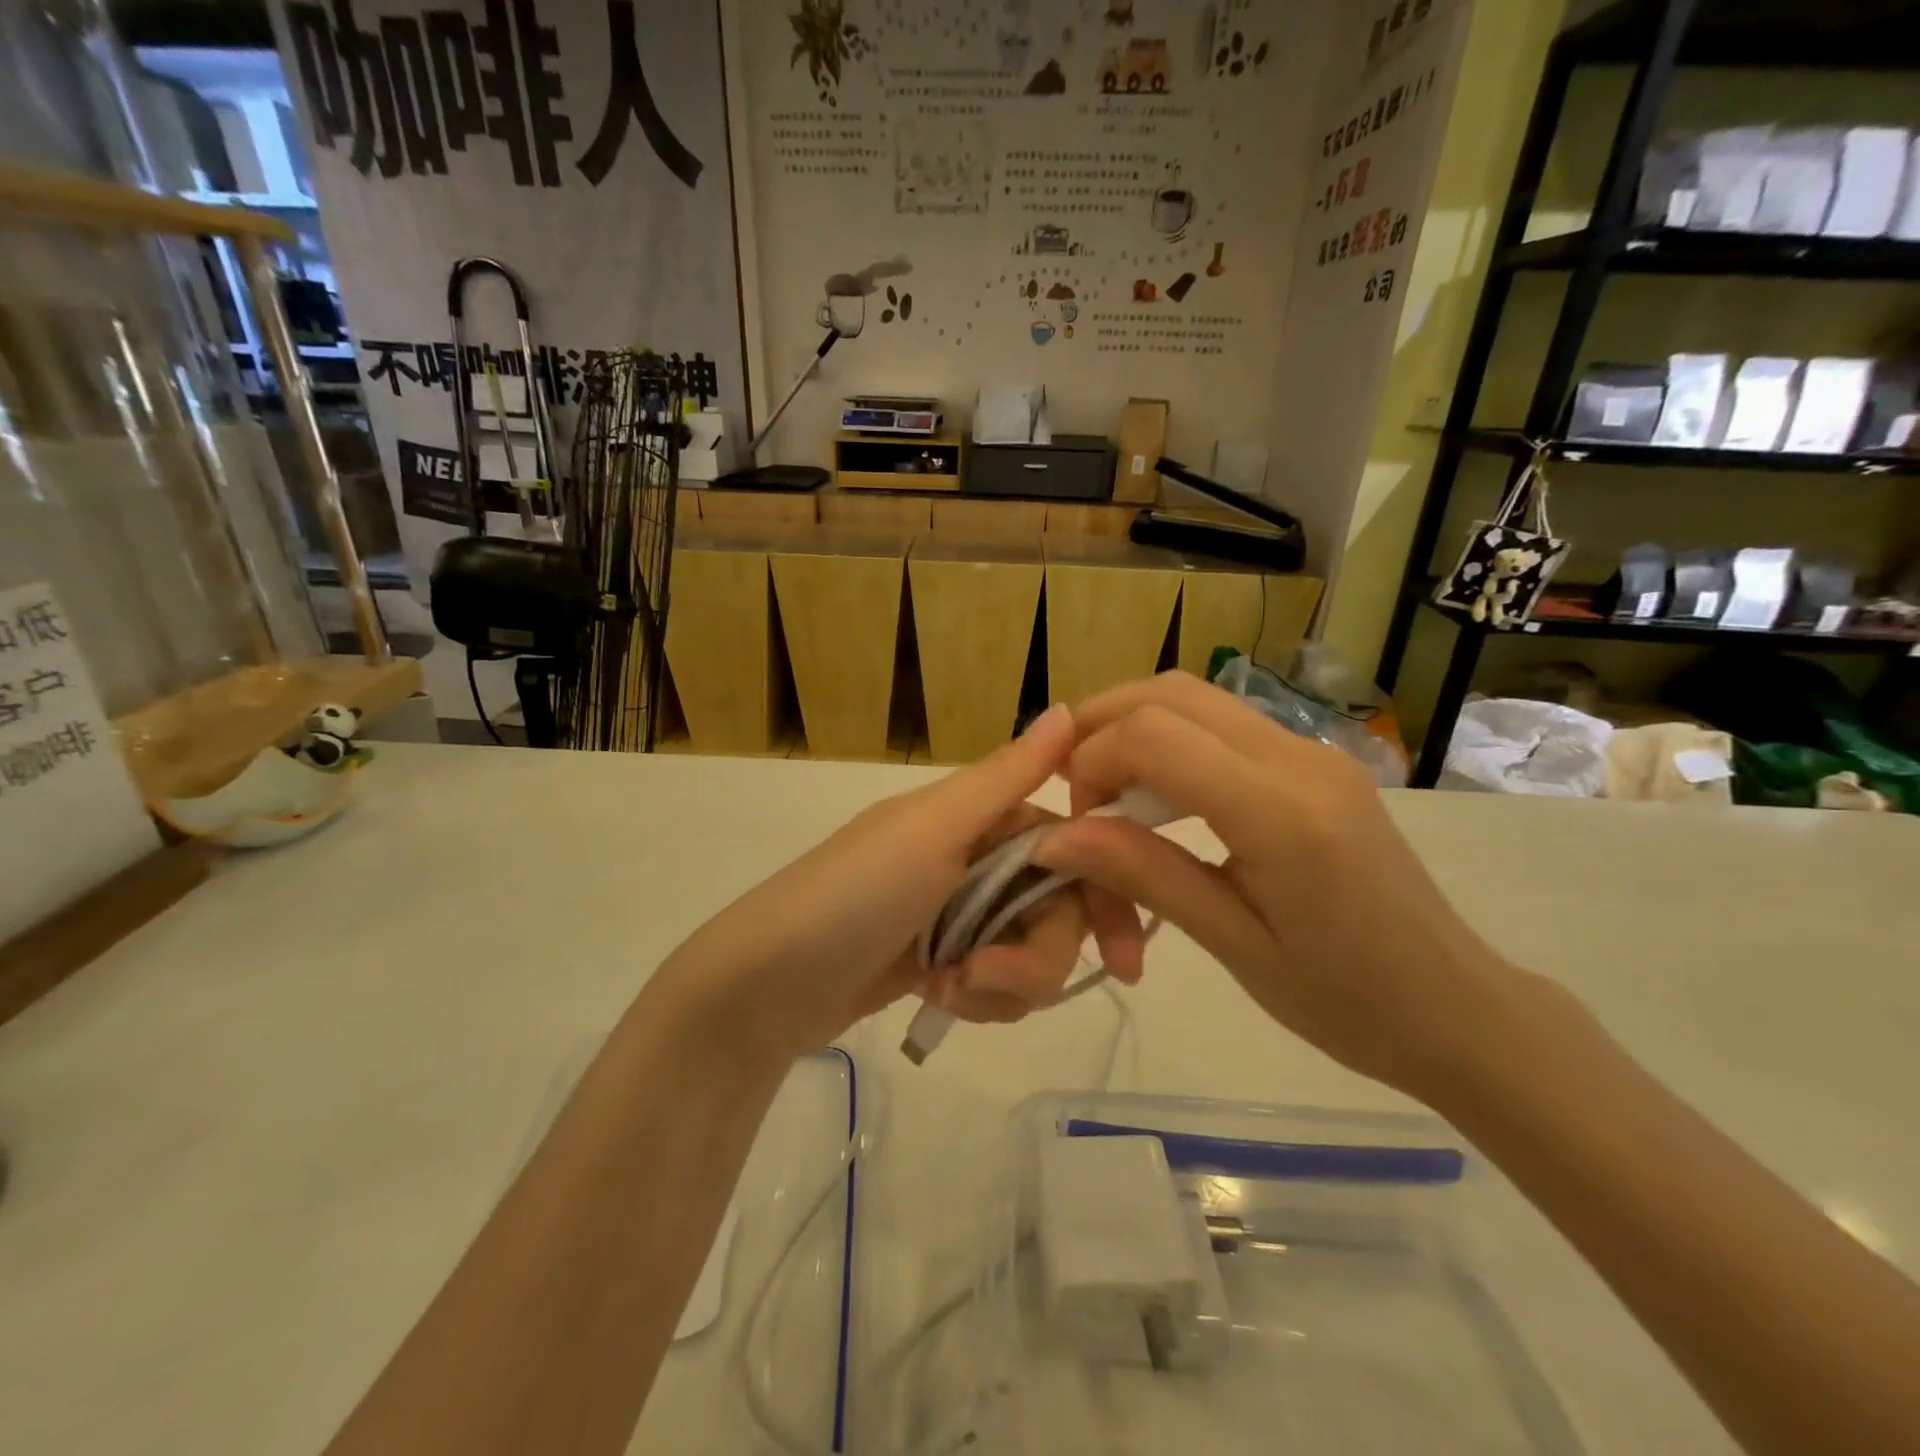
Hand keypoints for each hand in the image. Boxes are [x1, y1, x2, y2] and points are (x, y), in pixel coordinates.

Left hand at [652, 706, 1144, 1060]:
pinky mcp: (942, 962)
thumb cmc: (853, 896)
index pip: (1071, 847)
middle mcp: (973, 858)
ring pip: (1030, 952)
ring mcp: (957, 913)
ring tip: (953, 990)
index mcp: (977, 818)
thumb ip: (1006, 776)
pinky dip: (981, 998)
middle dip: (1036, 956)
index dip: (1105, 897)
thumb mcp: (933, 831)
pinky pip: (996, 982)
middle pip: (1055, 909)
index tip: (1127, 960)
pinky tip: (941, 1000)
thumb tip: (1069, 707)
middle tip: (990, 979)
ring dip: (1005, 983)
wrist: (765, 986)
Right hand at [1034, 673, 1516, 1097]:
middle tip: (1073, 790)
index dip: (1091, 763)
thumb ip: (1143, 875)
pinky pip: (1223, 726)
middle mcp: (1299, 758)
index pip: (1154, 736)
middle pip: (1171, 693)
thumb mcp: (1232, 946)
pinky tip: (1158, 800)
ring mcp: (1313, 752)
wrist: (1458, 1009)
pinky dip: (1170, 744)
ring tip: (1104, 794)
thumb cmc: (1346, 1002)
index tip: (1074, 822)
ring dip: (1133, 730)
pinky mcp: (1315, 763)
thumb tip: (1054, 836)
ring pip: (1196, 698)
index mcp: (1281, 812)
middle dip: (1101, 727)